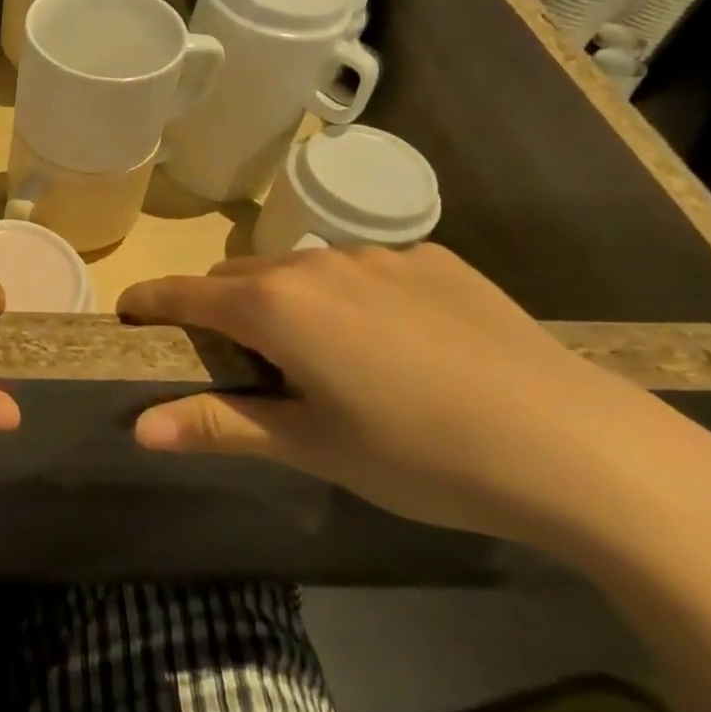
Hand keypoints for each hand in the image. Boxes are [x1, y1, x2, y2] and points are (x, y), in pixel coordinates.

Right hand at [118, 245, 710, 554]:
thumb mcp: (313, 447)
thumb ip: (220, 425)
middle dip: (220, 310)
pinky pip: (365, 270)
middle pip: (239, 277)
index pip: (185, 293)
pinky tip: (399, 346)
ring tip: (323, 357)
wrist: (581, 447)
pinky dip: (351, 298)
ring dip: (286, 301)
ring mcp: (380, 255)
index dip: (149, 302)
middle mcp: (318, 262)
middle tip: (239, 362)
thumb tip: (139, 429)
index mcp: (276, 304)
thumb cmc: (423, 456)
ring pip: (302, 269)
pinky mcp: (435, 260)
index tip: (129, 314)